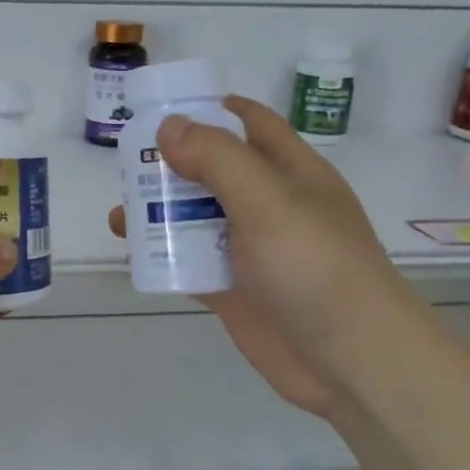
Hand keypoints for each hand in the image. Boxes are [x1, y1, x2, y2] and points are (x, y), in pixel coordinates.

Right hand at [108, 96, 413, 416]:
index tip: (161, 108)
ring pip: (197, 218)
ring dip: (160, 211)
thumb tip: (169, 125)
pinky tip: (132, 252)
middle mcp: (269, 205)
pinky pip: (191, 262)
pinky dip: (162, 254)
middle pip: (214, 171)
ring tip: (119, 212)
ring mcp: (250, 249)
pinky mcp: (234, 289)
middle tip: (125, 162)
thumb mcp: (268, 200)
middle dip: (171, 163)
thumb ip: (218, 159)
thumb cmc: (315, 267)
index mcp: (291, 171)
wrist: (350, 361)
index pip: (250, 124)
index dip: (211, 110)